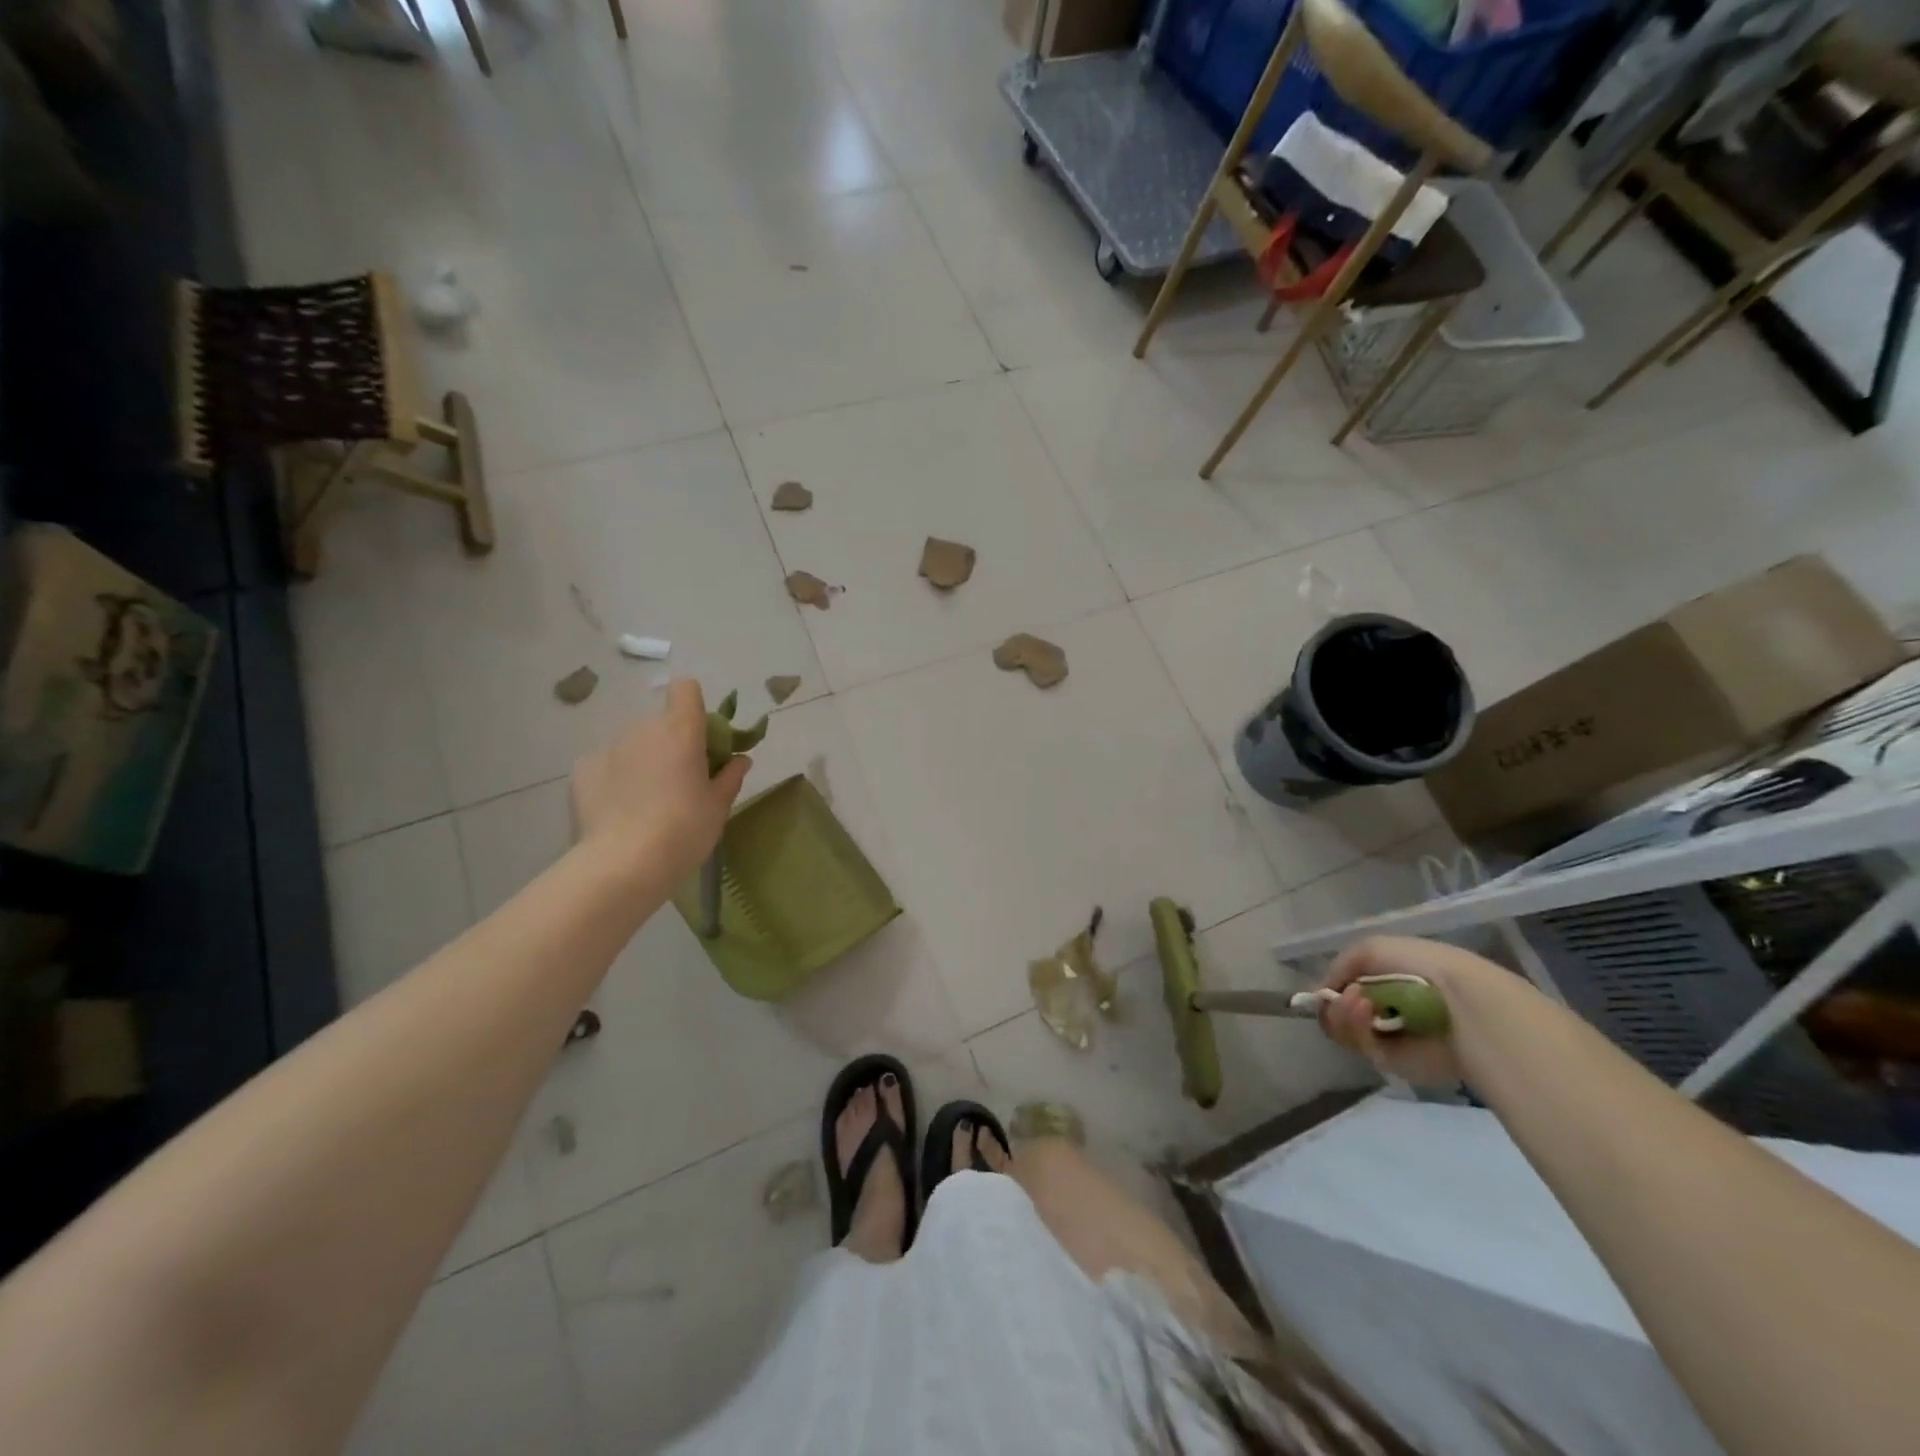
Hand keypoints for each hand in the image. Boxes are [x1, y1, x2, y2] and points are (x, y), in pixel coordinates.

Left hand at [571, 680, 751, 885]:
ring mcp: (608, 748)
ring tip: (645, 800)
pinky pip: (606, 763)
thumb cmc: (684, 830)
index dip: (694, 705)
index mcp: (680, 731)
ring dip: (642, 759)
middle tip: (678, 779)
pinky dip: (614, 777)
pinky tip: (618, 809)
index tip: (702, 737)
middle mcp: (642, 729)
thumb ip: (730, 777)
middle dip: (670, 742)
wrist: (622, 864)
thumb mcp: (718, 807)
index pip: (685, 689)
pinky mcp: (582, 770)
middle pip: (660, 721)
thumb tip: (740, 759)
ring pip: (632, 743)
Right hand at [1317, 936, 1505, 1087]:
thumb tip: (1322, 994)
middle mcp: (1382, 1010)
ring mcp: (1387, 1038)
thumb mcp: (1370, 948)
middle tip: (1349, 995)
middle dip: (1336, 1004)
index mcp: (1382, 983)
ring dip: (1344, 1014)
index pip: (1341, 991)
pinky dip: (1357, 1030)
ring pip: (1342, 1031)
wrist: (1462, 1002)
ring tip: (1360, 1002)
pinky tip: (1368, 1014)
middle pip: (1336, 1014)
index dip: (1330, 990)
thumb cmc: (1420, 967)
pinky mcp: (1393, 1062)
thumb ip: (1338, 966)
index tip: (1327, 989)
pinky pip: (1360, 1047)